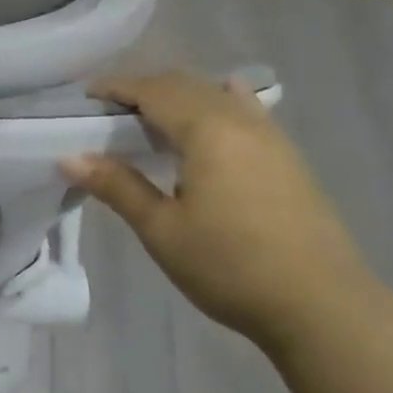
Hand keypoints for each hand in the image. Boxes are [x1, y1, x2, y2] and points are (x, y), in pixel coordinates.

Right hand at [61, 71, 380, 353]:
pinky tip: (214, 114)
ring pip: (218, 95)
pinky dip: (216, 105)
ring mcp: (272, 138)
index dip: (118, 87)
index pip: (155, 91)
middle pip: (187, 85)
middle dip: (145, 88)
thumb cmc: (231, 267)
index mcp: (208, 132)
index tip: (86, 95)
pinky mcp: (288, 158)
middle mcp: (242, 122)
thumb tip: (69, 158)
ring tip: (150, 117)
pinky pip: (245, 112)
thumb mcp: (162, 230)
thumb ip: (117, 187)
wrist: (322, 307)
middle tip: (109, 109)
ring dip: (179, 96)